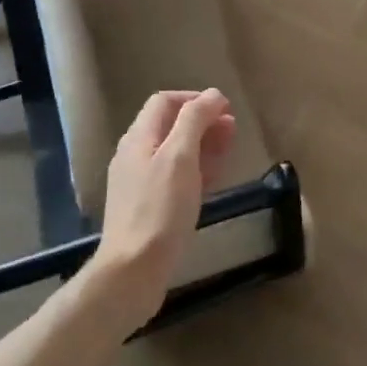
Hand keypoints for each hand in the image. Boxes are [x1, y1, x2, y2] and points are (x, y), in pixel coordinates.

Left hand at [91, 89, 235, 331]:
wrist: (133, 270)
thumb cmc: (160, 209)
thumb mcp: (180, 157)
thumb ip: (195, 120)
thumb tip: (213, 95)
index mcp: (139, 138)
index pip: (165, 102)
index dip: (195, 99)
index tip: (226, 109)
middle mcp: (135, 155)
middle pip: (170, 126)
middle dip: (203, 121)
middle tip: (233, 130)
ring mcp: (139, 183)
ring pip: (174, 152)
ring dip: (202, 144)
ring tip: (229, 150)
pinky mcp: (148, 207)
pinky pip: (174, 177)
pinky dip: (195, 170)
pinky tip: (213, 179)